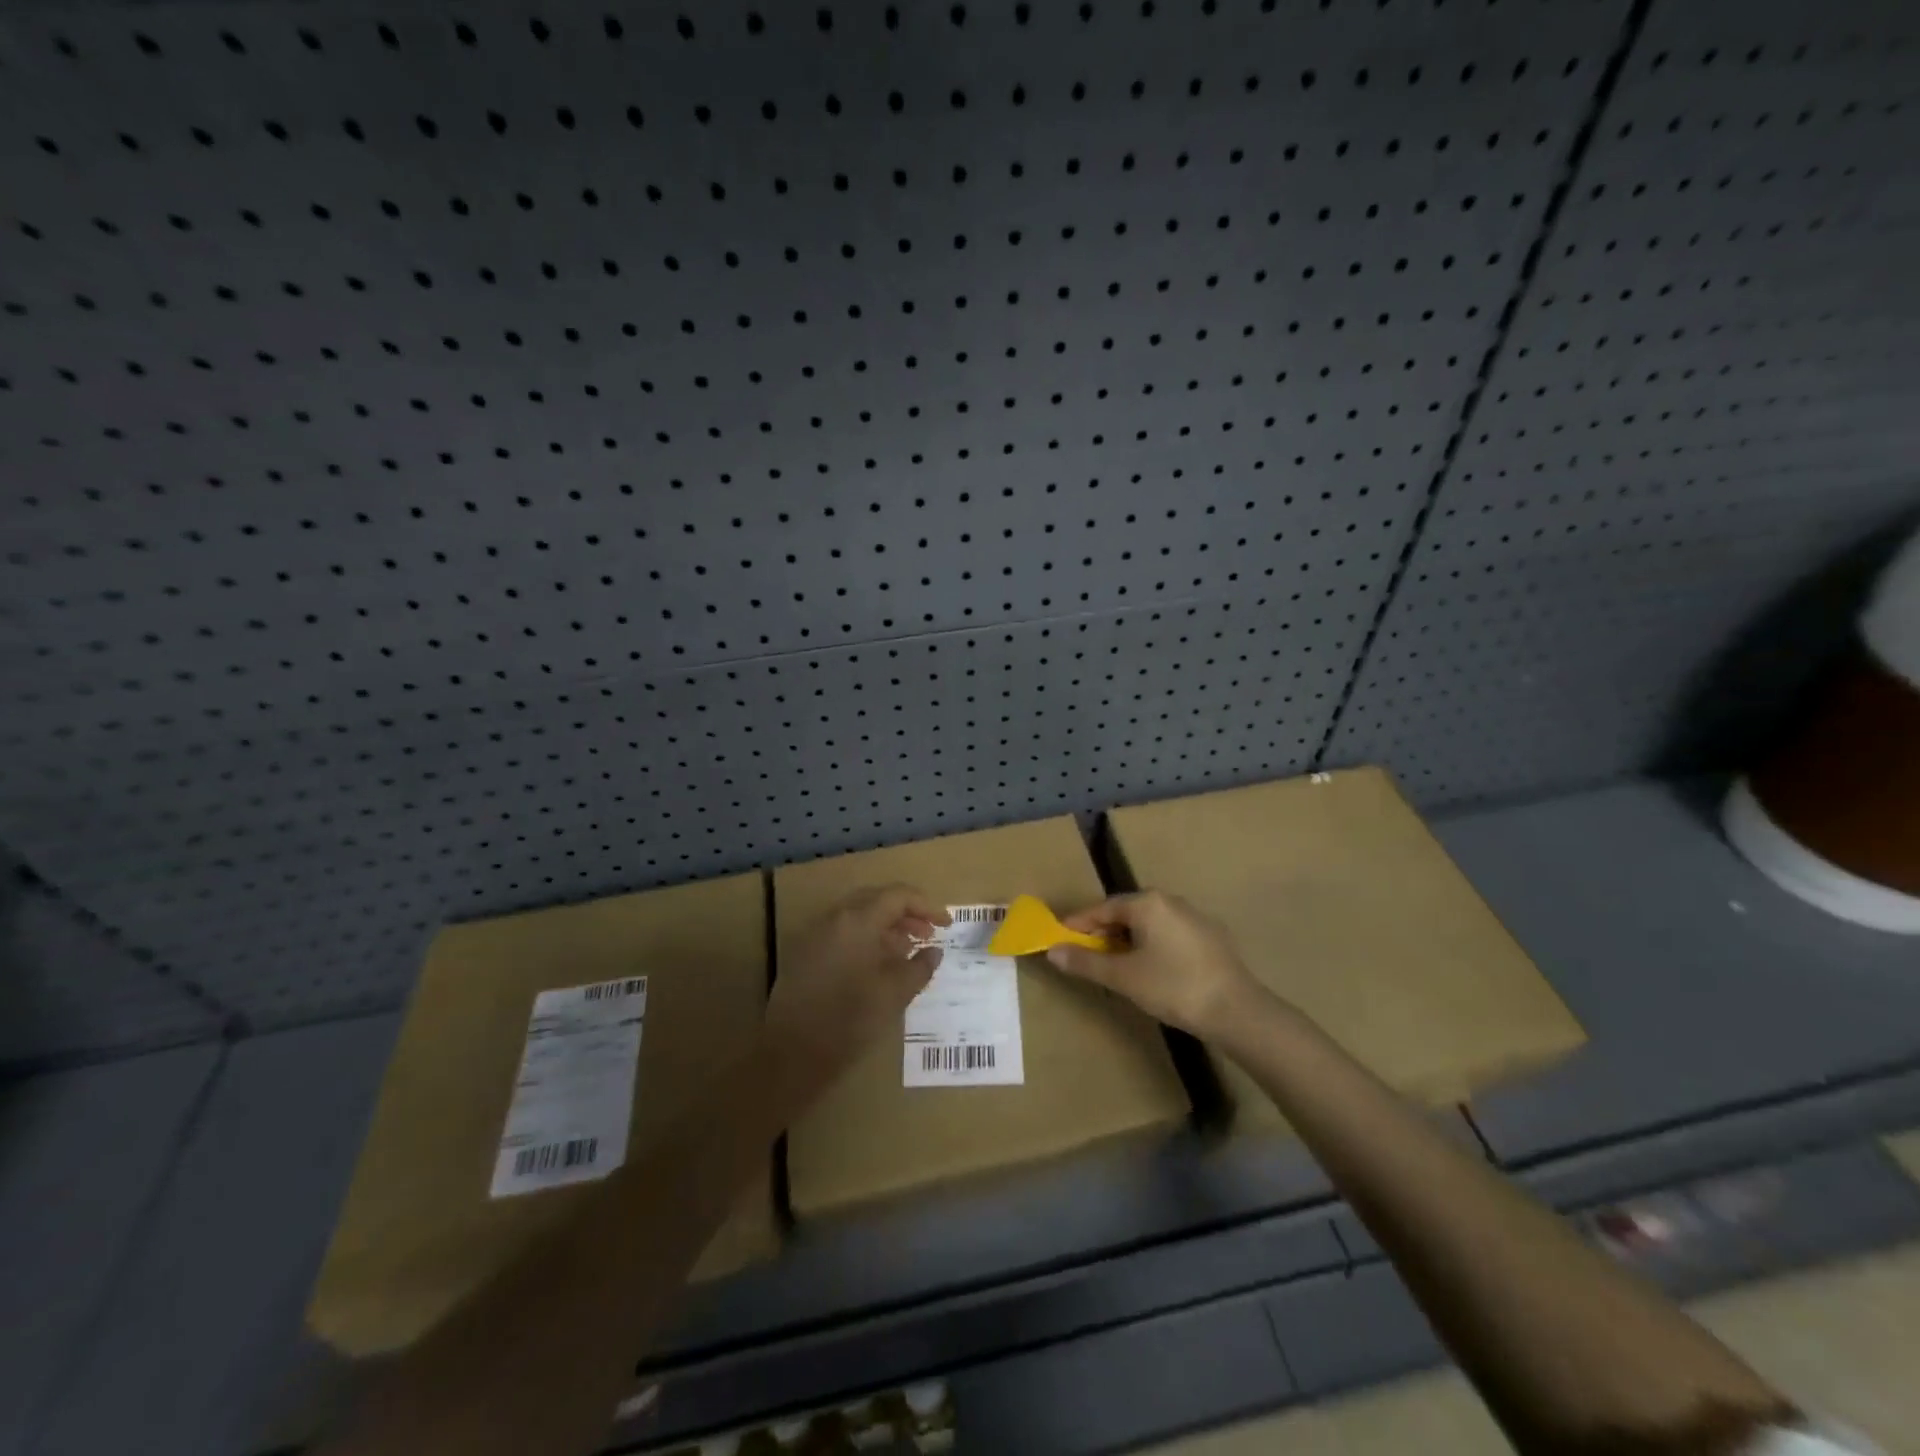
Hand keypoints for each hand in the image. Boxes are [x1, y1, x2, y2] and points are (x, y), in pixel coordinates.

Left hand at [767, 885, 948, 1077]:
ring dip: (886, 927)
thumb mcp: (895, 994)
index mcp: (857, 920)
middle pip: (876, 899)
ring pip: (858, 916)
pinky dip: (865, 939)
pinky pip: (842, 933)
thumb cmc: (850, 1020)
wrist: (792, 1054)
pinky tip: (877, 965)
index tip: (947, 924)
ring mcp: (815, 934)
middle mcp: (834, 918)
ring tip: (907, 951)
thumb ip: (920, 966)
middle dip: (906, 913)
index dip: (927, 906)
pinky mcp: (805, 954)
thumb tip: (934, 951)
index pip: (898, 896)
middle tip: (928, 935)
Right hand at [1047, 890, 1259, 1037]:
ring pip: (1150, 923)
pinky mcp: (1212, 936)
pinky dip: (1153, 945)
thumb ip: (1085, 961)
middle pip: (1126, 912)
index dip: (1078, 924)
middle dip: (1103, 932)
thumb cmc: (1173, 987)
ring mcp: (1194, 917)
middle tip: (1087, 955)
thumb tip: (1052, 951)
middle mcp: (1170, 900)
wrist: (1237, 1010)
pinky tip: (1153, 969)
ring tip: (1117, 965)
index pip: (1102, 908)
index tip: (1060, 939)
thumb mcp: (1123, 977)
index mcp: (1147, 903)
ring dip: (1128, 939)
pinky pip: (1170, 934)